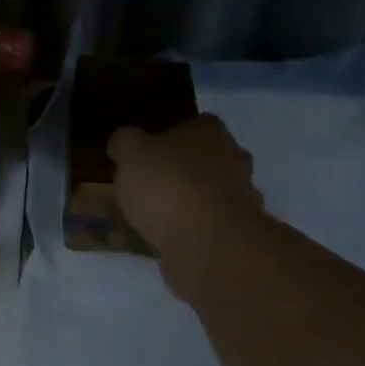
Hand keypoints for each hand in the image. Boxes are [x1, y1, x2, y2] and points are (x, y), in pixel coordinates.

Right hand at [107, 115, 262, 293]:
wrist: (206, 241)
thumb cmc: (167, 185)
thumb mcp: (130, 153)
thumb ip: (124, 143)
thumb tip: (123, 143)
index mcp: (210, 131)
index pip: (193, 125)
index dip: (168, 138)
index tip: (147, 155)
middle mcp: (234, 157)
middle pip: (205, 159)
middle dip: (182, 170)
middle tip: (149, 185)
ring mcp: (241, 196)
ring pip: (210, 193)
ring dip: (189, 202)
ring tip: (155, 217)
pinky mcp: (238, 231)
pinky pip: (209, 224)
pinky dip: (194, 229)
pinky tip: (170, 238)